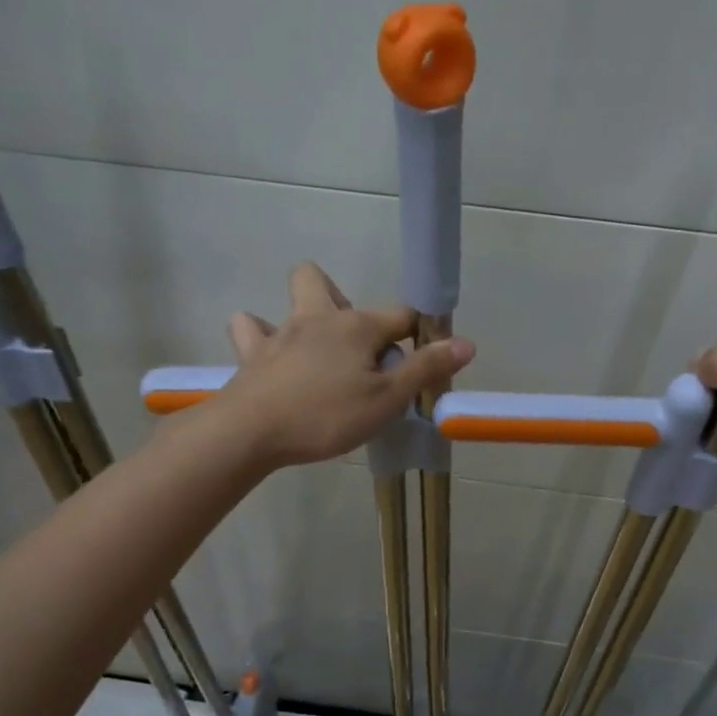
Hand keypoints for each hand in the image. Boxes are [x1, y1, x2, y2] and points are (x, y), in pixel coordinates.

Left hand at [213, 262, 474, 468]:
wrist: (249, 433)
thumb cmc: (325, 416)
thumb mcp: (386, 400)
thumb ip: (425, 369)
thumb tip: (467, 343)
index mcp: (356, 326)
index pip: (401, 315)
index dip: (419, 334)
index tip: (425, 361)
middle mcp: (317, 318)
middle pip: (327, 283)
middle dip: (345, 303)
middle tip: (358, 348)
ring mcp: (279, 333)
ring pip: (289, 300)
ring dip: (304, 314)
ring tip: (317, 350)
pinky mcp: (251, 355)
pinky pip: (251, 330)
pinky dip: (262, 337)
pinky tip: (274, 357)